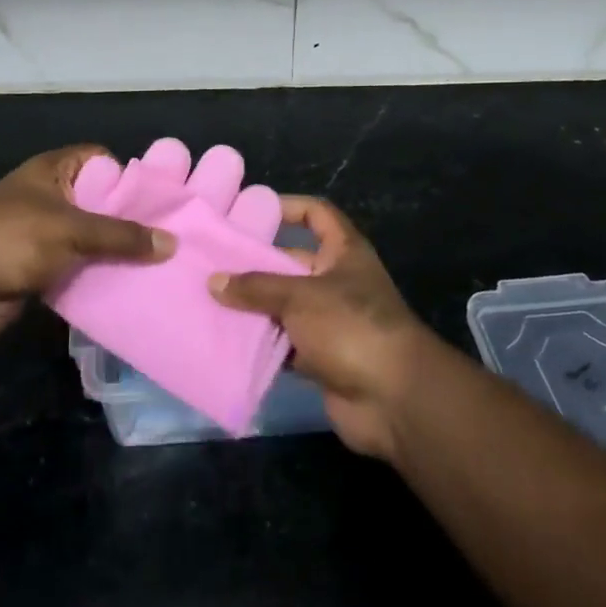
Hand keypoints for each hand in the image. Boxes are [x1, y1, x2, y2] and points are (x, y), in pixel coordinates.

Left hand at [0, 146, 174, 338]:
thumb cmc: (15, 238)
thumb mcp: (74, 230)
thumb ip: (121, 236)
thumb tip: (171, 243)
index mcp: (51, 170)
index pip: (98, 159)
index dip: (126, 173)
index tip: (157, 197)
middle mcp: (47, 195)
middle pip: (96, 200)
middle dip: (126, 218)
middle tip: (165, 235)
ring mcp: (40, 232)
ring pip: (87, 237)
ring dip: (111, 251)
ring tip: (153, 263)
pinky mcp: (35, 265)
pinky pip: (74, 265)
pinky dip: (94, 274)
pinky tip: (125, 285)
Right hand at [210, 195, 437, 459]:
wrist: (395, 399)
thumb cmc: (351, 326)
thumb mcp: (300, 297)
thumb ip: (257, 287)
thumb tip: (214, 281)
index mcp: (343, 252)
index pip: (316, 215)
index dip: (288, 207)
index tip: (252, 211)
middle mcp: (337, 281)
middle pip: (291, 263)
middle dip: (256, 264)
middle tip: (213, 262)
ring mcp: (330, 321)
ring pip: (284, 305)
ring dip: (254, 306)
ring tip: (210, 299)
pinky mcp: (322, 357)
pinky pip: (284, 343)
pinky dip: (261, 342)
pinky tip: (226, 339)